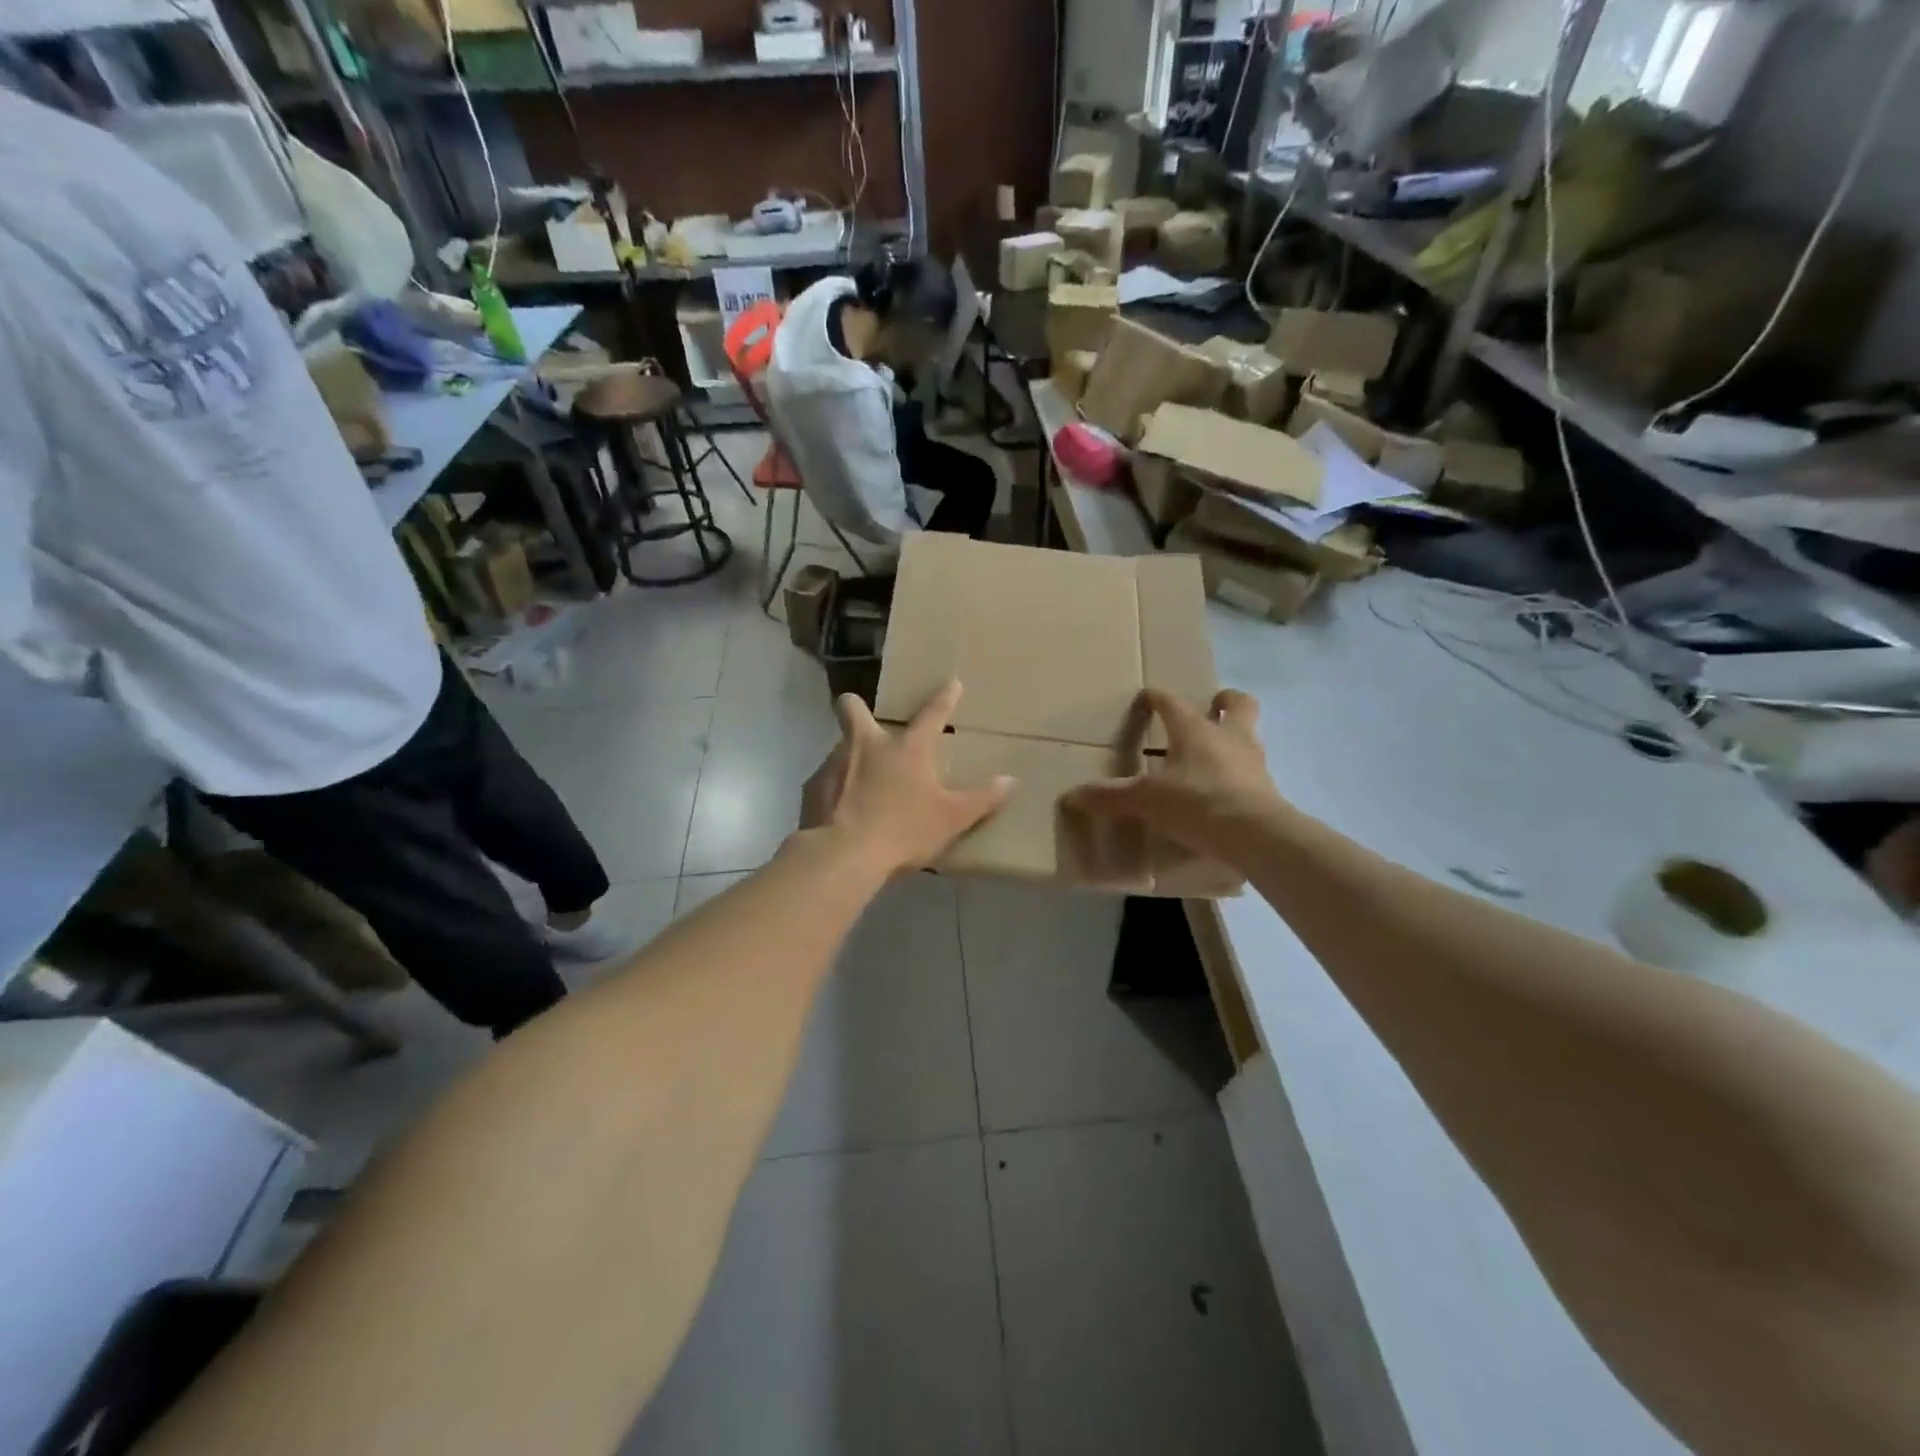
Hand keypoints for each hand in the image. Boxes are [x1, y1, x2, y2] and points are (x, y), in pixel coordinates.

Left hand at [801, 679, 1013, 876]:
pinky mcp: (812, 788)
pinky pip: (826, 781)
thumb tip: (1011, 781)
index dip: (944, 697)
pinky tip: (842, 813)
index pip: (931, 714)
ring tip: (861, 788)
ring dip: (850, 759)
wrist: (843, 855)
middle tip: (867, 724)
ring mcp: (834, 763)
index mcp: (906, 748)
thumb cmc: (904, 830)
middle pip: (852, 708)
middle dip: (856, 706)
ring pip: (840, 747)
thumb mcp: (951, 819)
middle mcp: (866, 745)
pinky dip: (835, 791)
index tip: (951, 682)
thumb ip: (982, 799)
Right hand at [1062, 688, 1282, 859]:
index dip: (1157, 698)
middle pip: (1237, 704)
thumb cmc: (1197, 803)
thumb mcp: (1145, 800)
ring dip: (1234, 738)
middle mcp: (1229, 737)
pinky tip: (1226, 791)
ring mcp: (1254, 762)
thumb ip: (1110, 796)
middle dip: (1224, 701)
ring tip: (1216, 753)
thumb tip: (1071, 795)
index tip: (1147, 697)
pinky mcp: (1268, 789)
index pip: (1173, 703)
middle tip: (1211, 707)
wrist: (1256, 835)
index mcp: (1195, 730)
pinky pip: (1253, 772)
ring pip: (1249, 736)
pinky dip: (1240, 775)